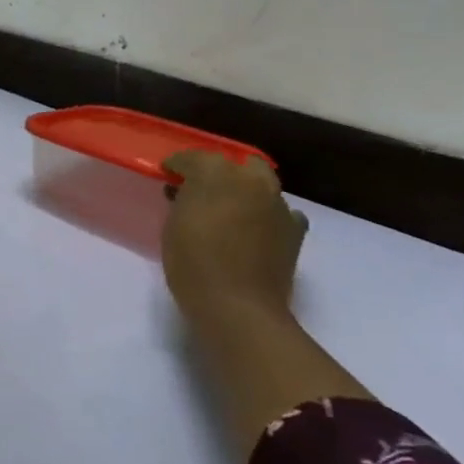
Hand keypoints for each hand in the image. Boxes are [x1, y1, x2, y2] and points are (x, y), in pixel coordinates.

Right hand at [161, 151, 305, 329]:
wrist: (237, 306)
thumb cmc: (192, 263)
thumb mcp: (173, 226)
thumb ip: (183, 201)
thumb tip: (188, 194)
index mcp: (216, 175)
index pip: (194, 158)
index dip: (178, 165)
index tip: (168, 174)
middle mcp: (252, 182)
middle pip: (239, 164)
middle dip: (222, 171)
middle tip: (202, 189)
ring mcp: (278, 206)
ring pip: (263, 186)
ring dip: (245, 192)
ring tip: (229, 212)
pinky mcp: (295, 231)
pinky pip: (281, 214)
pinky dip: (267, 217)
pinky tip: (256, 231)